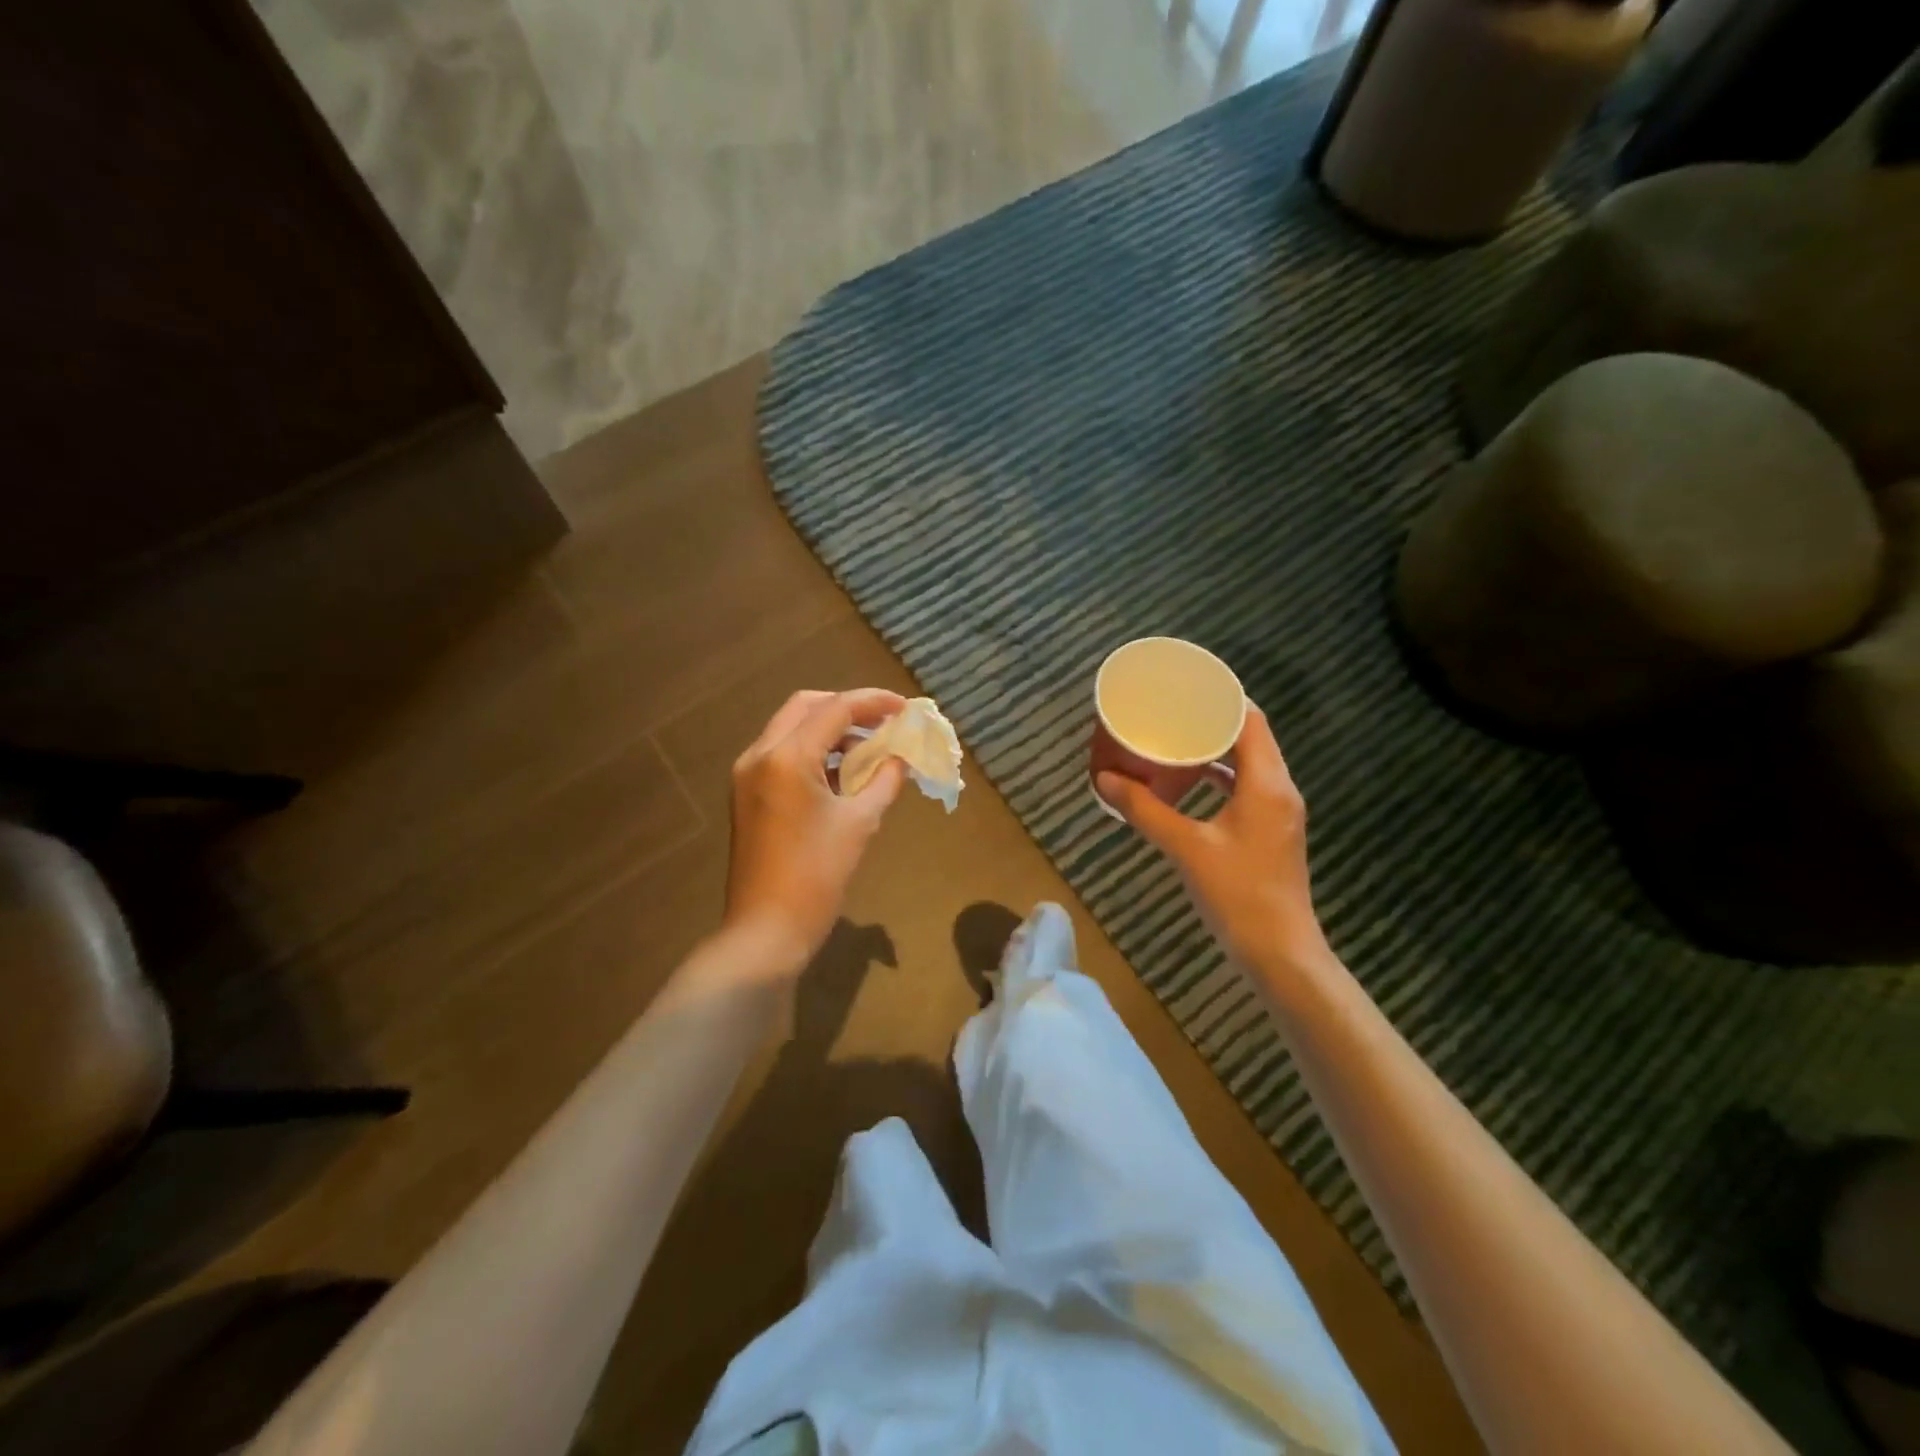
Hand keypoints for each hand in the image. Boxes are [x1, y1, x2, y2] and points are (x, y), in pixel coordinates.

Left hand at [723, 688, 907, 972]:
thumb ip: (884, 780)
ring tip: (870, 747)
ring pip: (791, 728)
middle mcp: (759, 755)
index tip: (906, 708)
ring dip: (830, 729)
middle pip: (806, 707)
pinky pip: (782, 754)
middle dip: (848, 708)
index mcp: (787, 757)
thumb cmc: (817, 876)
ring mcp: (747, 774)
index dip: (873, 702)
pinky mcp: (746, 794)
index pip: (835, 709)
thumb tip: (901, 758)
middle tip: (884, 721)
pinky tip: (843, 771)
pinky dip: (813, 751)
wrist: (766, 929)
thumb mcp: (860, 823)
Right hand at [1098, 706, 1329, 973]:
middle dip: (1211, 720)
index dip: (1220, 698)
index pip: (1249, 719)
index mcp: (1267, 783)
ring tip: (1174, 738)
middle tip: (1171, 710)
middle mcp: (1279, 789)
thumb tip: (1104, 780)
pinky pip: (1245, 787)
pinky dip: (1219, 777)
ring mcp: (1277, 811)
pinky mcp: (1269, 831)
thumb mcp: (1185, 847)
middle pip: (1249, 736)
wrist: (1279, 952)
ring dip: (1215, 749)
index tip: (1185, 687)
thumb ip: (1145, 810)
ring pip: (1248, 763)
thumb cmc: (1238, 894)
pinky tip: (1188, 782)